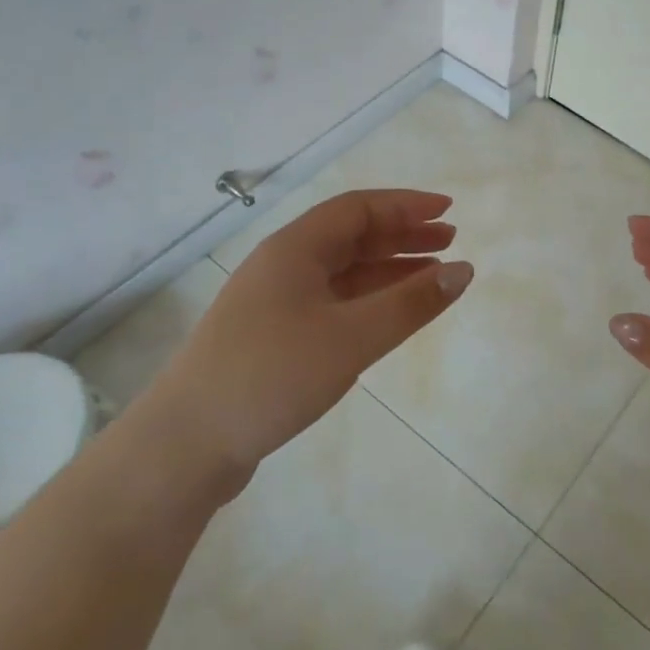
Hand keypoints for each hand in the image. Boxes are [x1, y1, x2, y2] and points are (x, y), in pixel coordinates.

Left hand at [160, 190, 471, 491]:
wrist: (186, 444)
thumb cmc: (272, 376)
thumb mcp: (351, 338)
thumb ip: (411, 303)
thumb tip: (464, 270)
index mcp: (295, 248)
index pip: (359, 208)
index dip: (406, 205)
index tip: (449, 210)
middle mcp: (284, 264)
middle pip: (351, 235)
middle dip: (402, 235)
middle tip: (449, 242)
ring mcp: (275, 301)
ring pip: (342, 270)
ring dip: (388, 268)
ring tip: (432, 276)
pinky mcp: (273, 335)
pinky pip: (332, 301)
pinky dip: (367, 300)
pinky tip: (390, 314)